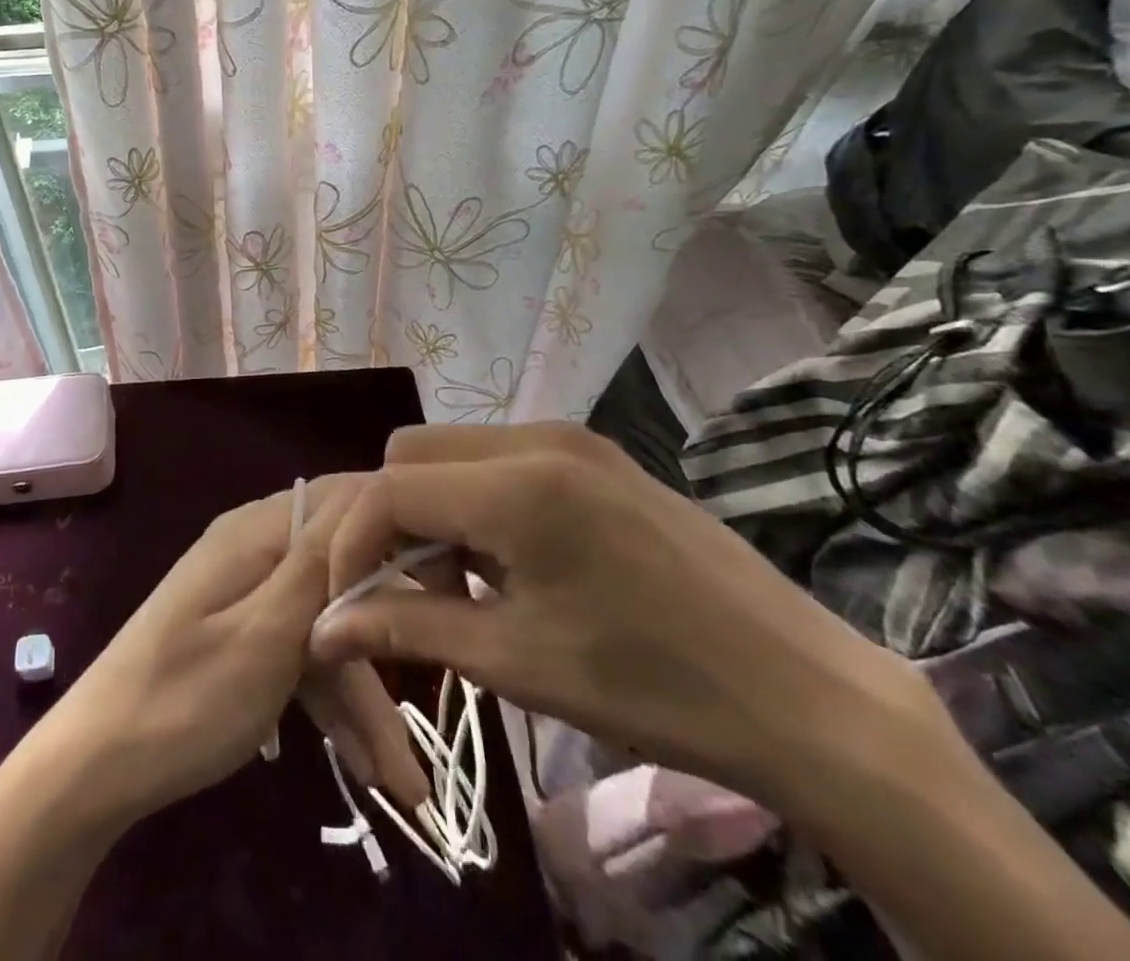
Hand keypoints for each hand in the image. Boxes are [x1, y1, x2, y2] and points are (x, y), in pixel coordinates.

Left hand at [23, 474, 426, 831]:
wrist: (94, 769)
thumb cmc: (184, 699)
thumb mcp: (265, 635)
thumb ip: (319, 564)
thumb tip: (371, 489)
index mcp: (257, 532)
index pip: (344, 499)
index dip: (398, 525)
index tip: (451, 574)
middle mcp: (255, 551)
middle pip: (342, 573)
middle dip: (387, 635)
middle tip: (445, 680)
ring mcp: (249, 598)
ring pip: (326, 629)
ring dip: (364, 697)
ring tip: (406, 784)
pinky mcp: (244, 639)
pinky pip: (300, 657)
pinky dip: (329, 705)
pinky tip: (368, 769)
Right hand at [308, 424, 942, 807]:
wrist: (806, 693)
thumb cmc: (653, 687)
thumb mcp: (517, 662)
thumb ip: (408, 628)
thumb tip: (323, 628)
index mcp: (516, 485)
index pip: (388, 488)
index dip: (353, 544)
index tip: (351, 603)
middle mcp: (537, 438)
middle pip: (411, 453)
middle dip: (390, 518)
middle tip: (411, 589)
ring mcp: (572, 438)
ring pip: (453, 450)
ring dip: (432, 507)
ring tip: (463, 581)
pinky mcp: (596, 453)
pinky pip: (500, 457)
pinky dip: (475, 499)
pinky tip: (510, 560)